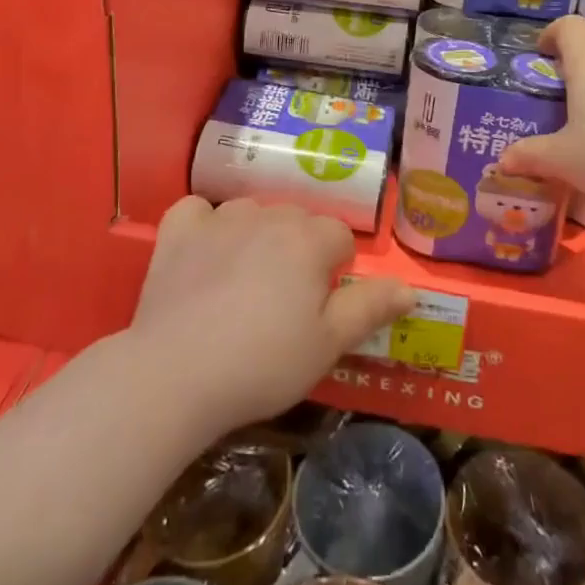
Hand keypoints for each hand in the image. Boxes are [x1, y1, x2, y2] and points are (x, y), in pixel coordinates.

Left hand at [131, 198, 414, 438]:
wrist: (176, 374)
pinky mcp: (178, 229)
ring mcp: (219, 217)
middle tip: (282, 304)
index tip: (318, 309)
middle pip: (296, 221)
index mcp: (308, 239)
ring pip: (251, 213)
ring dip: (256, 236)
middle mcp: (267, 215)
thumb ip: (369, 307)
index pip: (339, 238)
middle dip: (298, 251)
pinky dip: (204, 226)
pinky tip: (202, 254)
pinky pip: (198, 211)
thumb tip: (408, 287)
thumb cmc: (263, 363)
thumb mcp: (327, 344)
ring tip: (242, 285)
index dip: (335, 272)